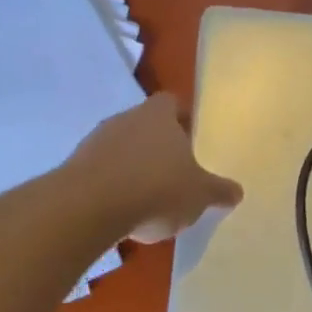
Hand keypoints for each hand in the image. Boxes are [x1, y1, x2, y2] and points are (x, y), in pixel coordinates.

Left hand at [67, 93, 243, 243]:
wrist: (90, 207)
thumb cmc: (156, 189)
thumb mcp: (199, 195)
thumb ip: (219, 191)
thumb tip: (236, 191)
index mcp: (159, 116)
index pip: (172, 103)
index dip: (182, 118)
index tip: (191, 138)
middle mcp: (126, 118)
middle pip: (145, 124)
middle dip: (158, 145)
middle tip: (173, 171)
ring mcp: (96, 140)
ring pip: (121, 146)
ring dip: (132, 165)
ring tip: (147, 195)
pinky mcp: (74, 165)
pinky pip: (100, 169)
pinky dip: (112, 183)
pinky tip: (121, 208)